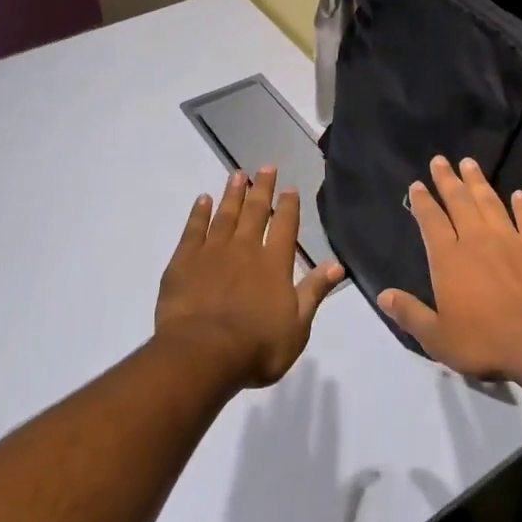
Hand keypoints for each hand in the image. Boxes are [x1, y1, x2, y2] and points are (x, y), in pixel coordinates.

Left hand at [155, 167, 345, 388]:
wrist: (202, 354)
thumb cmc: (256, 346)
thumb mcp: (298, 326)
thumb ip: (315, 291)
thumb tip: (338, 264)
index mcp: (274, 263)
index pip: (285, 226)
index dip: (288, 205)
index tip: (289, 188)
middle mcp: (245, 249)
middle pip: (255, 211)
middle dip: (262, 188)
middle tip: (265, 166)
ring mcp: (212, 252)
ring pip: (225, 214)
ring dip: (232, 193)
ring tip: (237, 174)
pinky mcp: (184, 261)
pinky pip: (193, 229)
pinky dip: (199, 213)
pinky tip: (202, 200)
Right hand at [378, 157, 521, 383]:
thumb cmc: (484, 341)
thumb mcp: (437, 337)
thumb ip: (410, 313)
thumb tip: (383, 295)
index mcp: (448, 258)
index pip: (431, 221)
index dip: (423, 202)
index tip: (417, 184)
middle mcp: (476, 240)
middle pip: (459, 201)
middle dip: (447, 179)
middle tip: (440, 159)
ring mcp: (510, 240)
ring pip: (490, 202)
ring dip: (478, 182)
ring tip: (470, 163)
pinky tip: (518, 194)